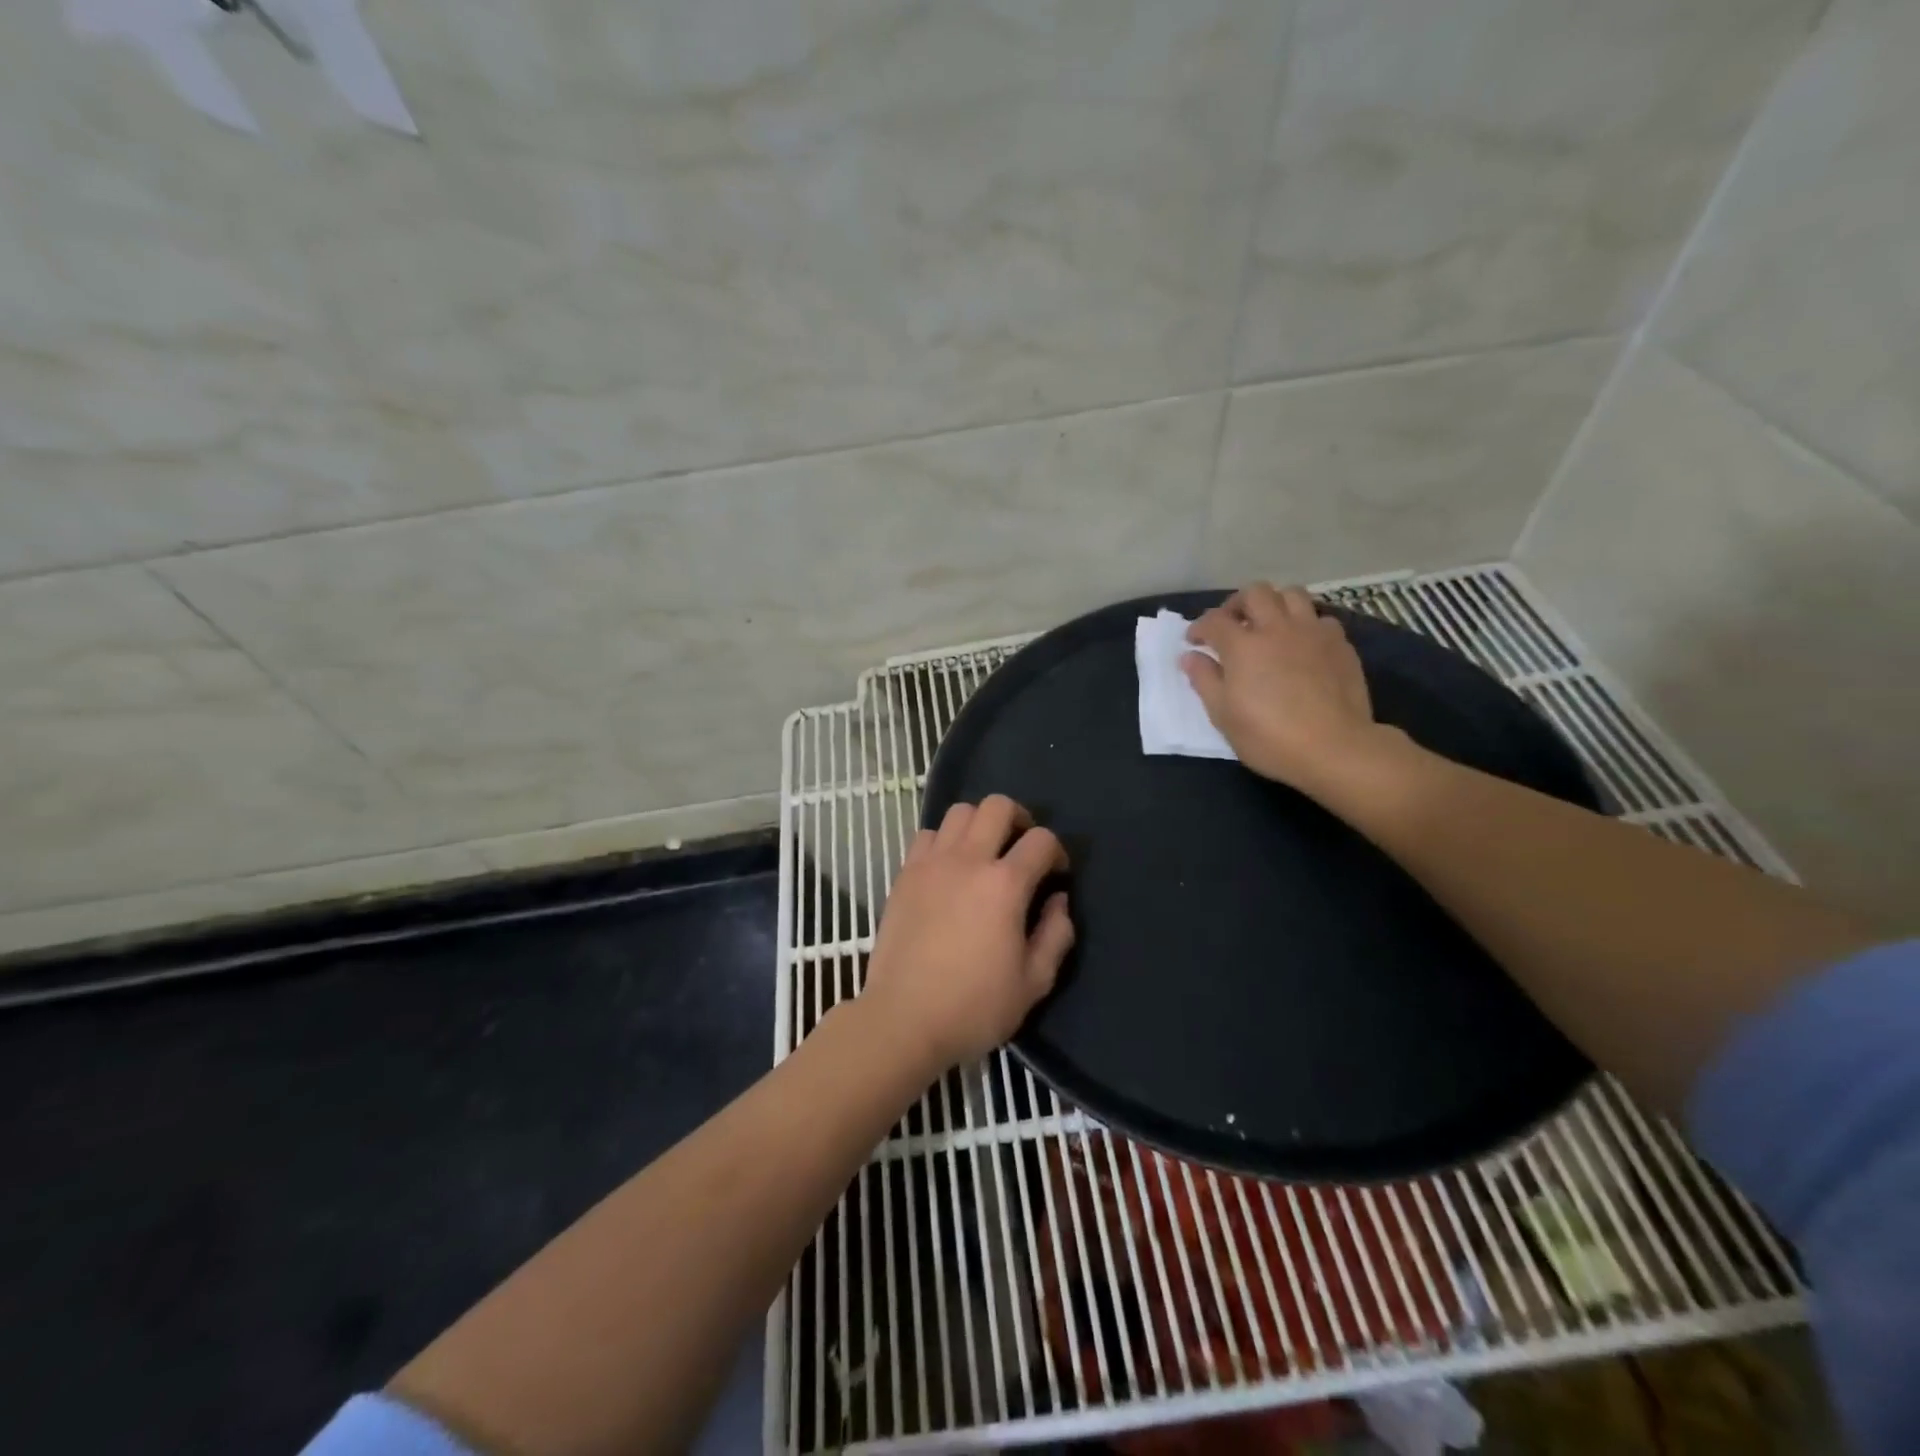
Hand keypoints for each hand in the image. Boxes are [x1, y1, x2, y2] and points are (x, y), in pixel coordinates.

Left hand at [861, 794, 1072, 1073]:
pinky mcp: (904, 874)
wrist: (903, 1019)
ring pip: (959, 812)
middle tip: (1022, 848)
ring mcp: (931, 863)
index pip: (1041, 840)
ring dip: (979, 824)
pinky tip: (949, 868)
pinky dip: (945, 841)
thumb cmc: (974, 1007)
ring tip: (984, 853)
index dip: (1056, 852)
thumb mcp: (1033, 983)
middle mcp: (968, 860)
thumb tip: (1058, 901)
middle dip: (1020, 819)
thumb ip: (1056, 935)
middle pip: (997, 806)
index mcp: (1005, 885)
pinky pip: (928, 835)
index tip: (1055, 876)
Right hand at [1182, 583, 1382, 795]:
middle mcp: (1277, 628)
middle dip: (1237, 604)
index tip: (1194, 642)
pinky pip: (1321, 618)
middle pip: (1255, 593)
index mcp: (1243, 646)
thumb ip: (1204, 680)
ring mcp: (1312, 633)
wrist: (1334, 748)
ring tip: (1268, 625)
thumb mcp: (1223, 715)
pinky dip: (1305, 624)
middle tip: (1231, 626)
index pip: (1214, 621)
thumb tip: (1190, 656)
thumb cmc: (1268, 736)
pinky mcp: (1340, 644)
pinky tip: (1302, 644)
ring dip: (1274, 604)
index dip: (1199, 627)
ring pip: (1292, 594)